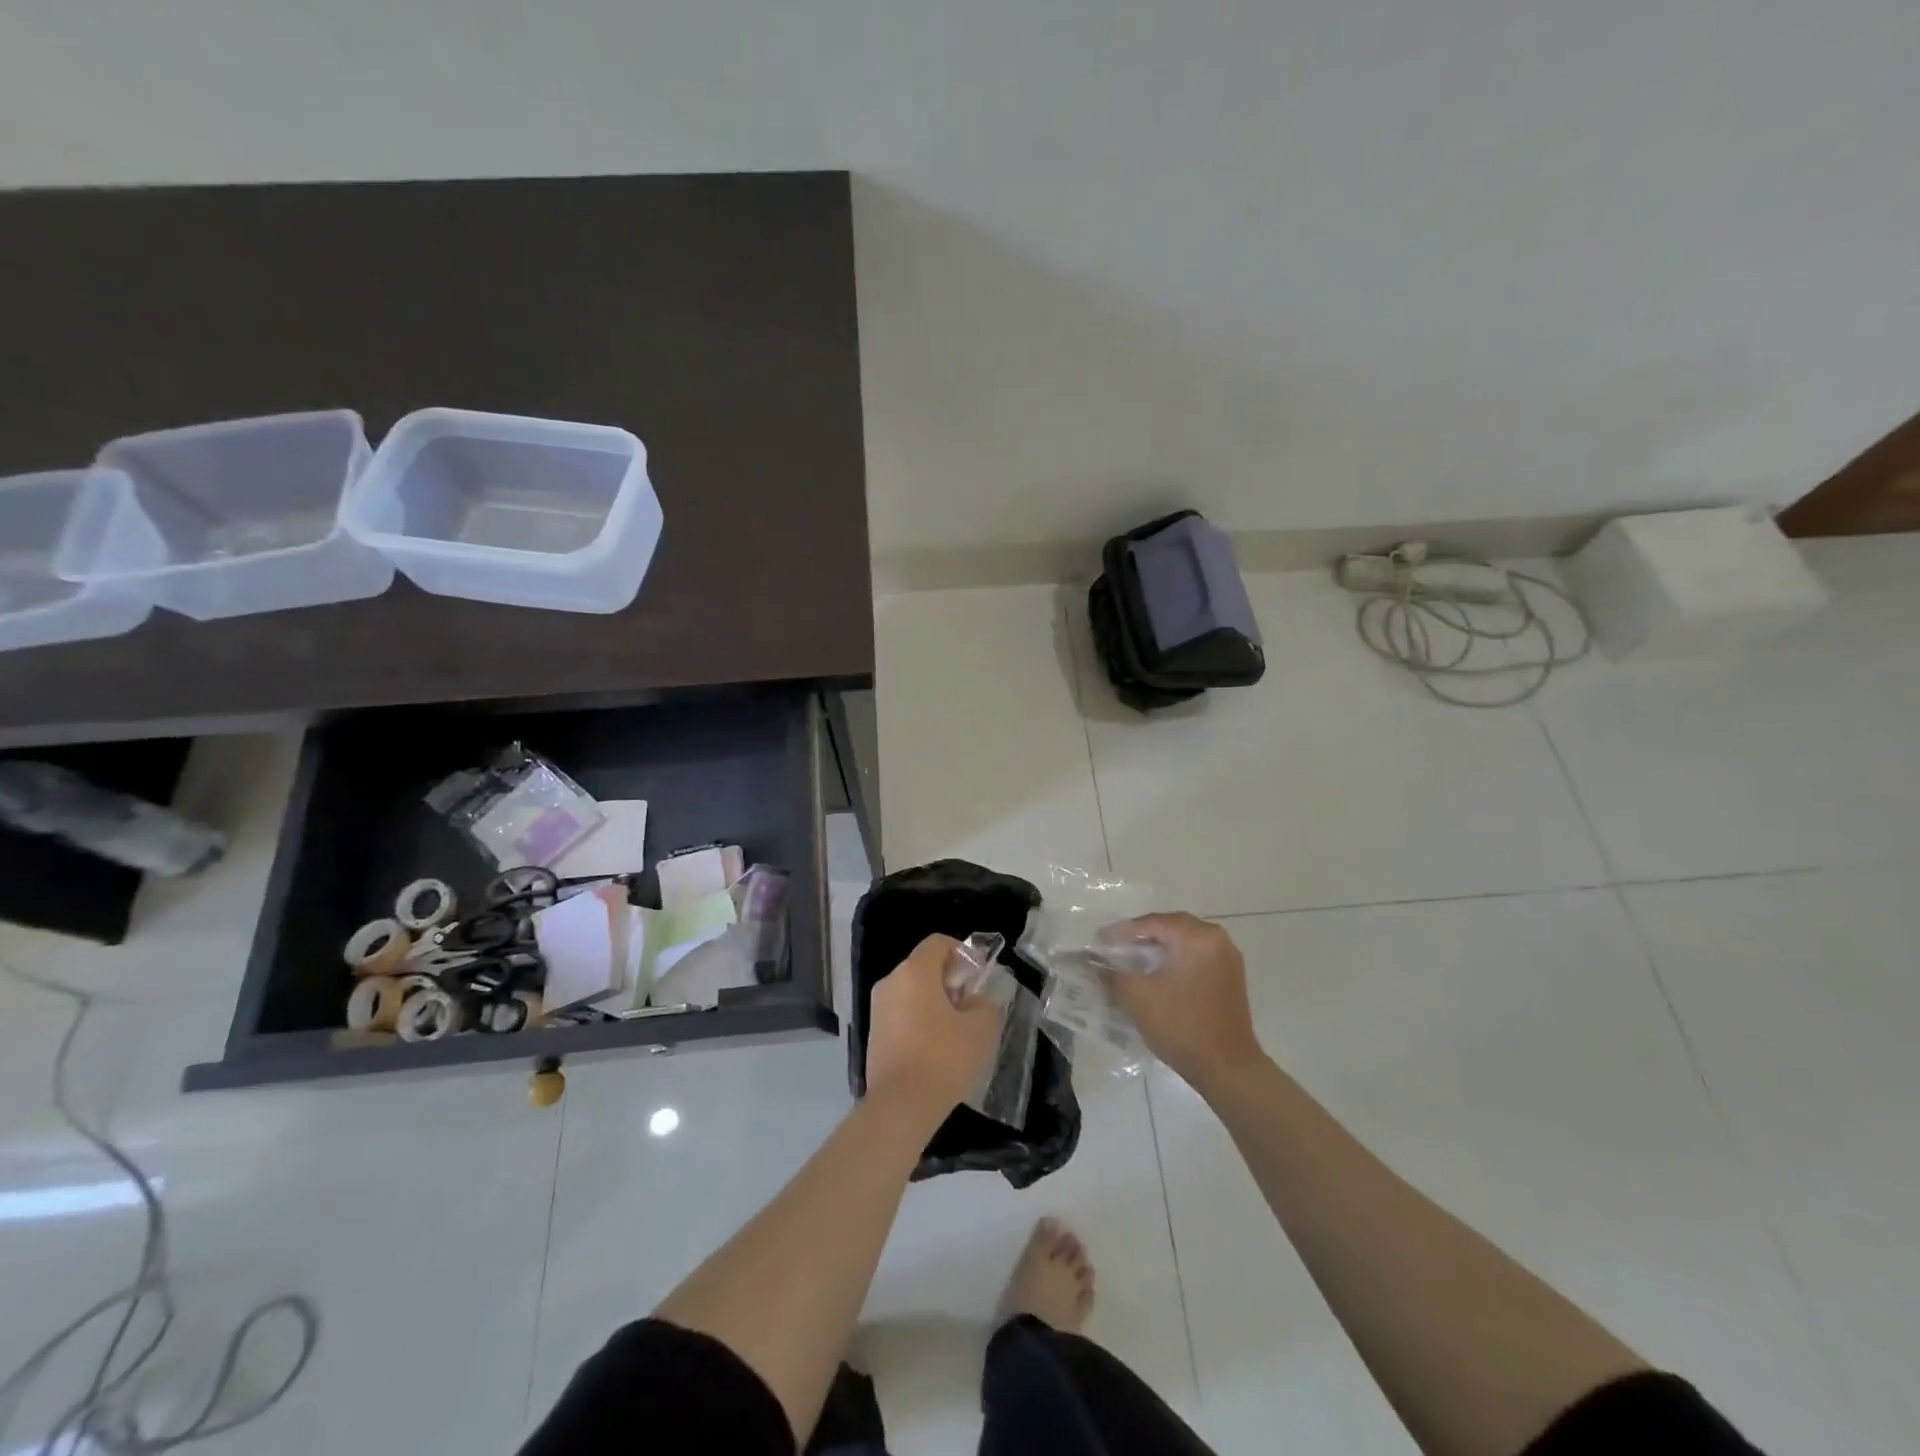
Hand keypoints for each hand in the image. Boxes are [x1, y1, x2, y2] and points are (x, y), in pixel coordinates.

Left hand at [866, 934, 1000, 1119]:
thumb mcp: (981, 1028)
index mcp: (914, 972)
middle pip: (923, 966)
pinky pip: (901, 1013)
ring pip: (911, 991)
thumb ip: (983, 1004)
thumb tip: (973, 1001)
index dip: (962, 952)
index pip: (938, 943)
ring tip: (956, 1028)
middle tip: (971, 1002)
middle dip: (949, 978)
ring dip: (934, 1000)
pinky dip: (919, 1019)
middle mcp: (891, 982)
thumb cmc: (943, 1057)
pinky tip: (935, 1047)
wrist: (900, 1105)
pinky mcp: (873, 1034)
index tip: (979, 974)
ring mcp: (877, 1008)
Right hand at [1103, 913, 1263, 1090]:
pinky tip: (1160, 972)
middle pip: (1172, 926)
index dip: (1122, 931)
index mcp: (1196, 937)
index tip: (1100, 939)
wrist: (1227, 1068)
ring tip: (1135, 956)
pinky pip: (1198, 955)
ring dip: (1161, 945)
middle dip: (1143, 933)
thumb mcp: (1138, 997)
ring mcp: (1228, 958)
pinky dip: (1177, 957)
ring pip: (1186, 941)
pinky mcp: (1231, 977)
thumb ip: (1113, 975)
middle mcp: (1216, 939)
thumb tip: (1096, 965)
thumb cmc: (1181, 1025)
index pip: (1152, 923)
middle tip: (1117, 944)